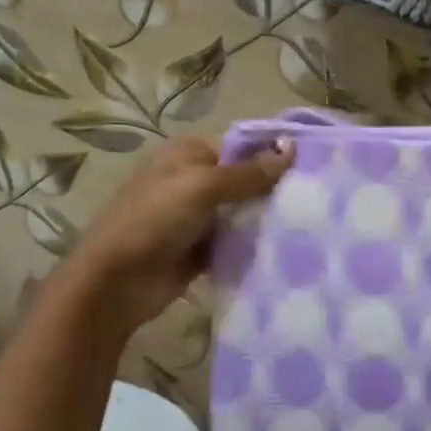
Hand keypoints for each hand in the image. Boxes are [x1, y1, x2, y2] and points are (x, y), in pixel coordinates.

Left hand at [64, 134, 293, 338]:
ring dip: (265, 221)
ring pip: (242, 213)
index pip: (240, 148)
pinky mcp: (201, 250)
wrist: (116, 283)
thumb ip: (248, 173)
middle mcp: (192, 181)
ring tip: (307, 225)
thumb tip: (291, 149)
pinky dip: (253, 246)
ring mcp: (196, 218)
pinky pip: (235, 243)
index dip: (271, 156)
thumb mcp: (201, 187)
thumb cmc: (154, 221)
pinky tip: (284, 249)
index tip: (309, 169)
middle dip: (272, 191)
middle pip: (244, 181)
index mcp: (187, 155)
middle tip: (314, 200)